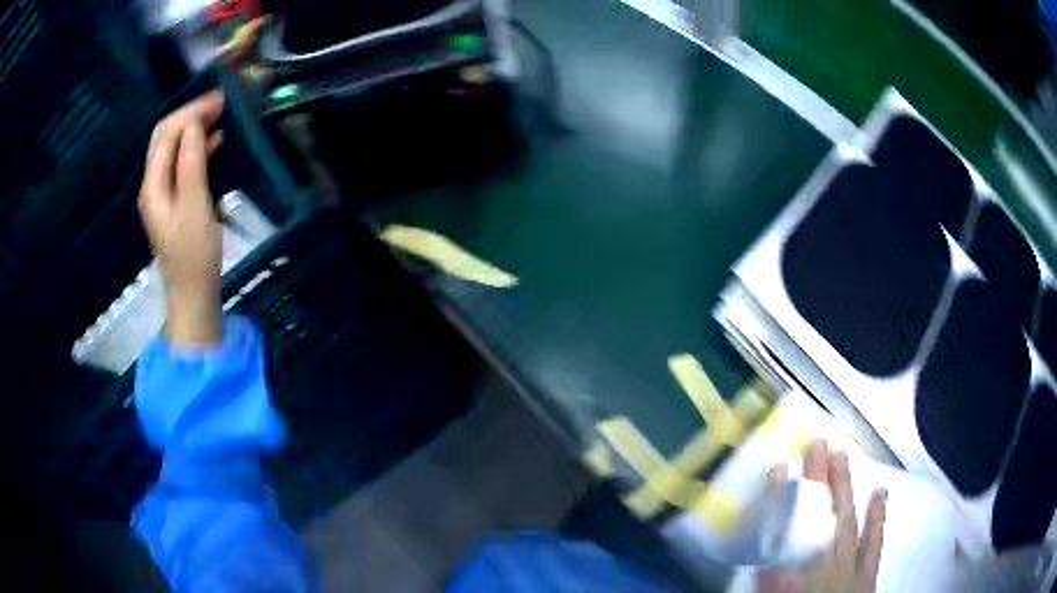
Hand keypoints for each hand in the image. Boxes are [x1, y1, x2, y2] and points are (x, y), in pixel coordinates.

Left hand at [139, 91, 225, 346]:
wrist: (193, 294)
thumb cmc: (194, 254)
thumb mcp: (195, 206)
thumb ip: (191, 163)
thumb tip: (194, 124)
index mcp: (153, 184)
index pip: (167, 133)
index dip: (191, 112)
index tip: (220, 99)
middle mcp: (153, 184)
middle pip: (166, 137)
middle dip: (191, 115)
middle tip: (221, 104)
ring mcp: (162, 193)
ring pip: (174, 148)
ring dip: (194, 128)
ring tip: (221, 116)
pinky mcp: (174, 201)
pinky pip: (182, 163)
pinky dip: (197, 147)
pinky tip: (215, 143)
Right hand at [758, 441, 887, 592]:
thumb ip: (774, 586)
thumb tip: (767, 565)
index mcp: (804, 576)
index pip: (788, 534)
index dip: (782, 499)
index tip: (778, 466)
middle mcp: (830, 565)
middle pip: (821, 519)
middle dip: (817, 482)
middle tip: (815, 444)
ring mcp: (852, 567)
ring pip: (848, 522)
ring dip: (844, 490)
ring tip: (843, 454)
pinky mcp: (868, 573)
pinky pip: (874, 543)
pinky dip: (877, 518)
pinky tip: (880, 492)